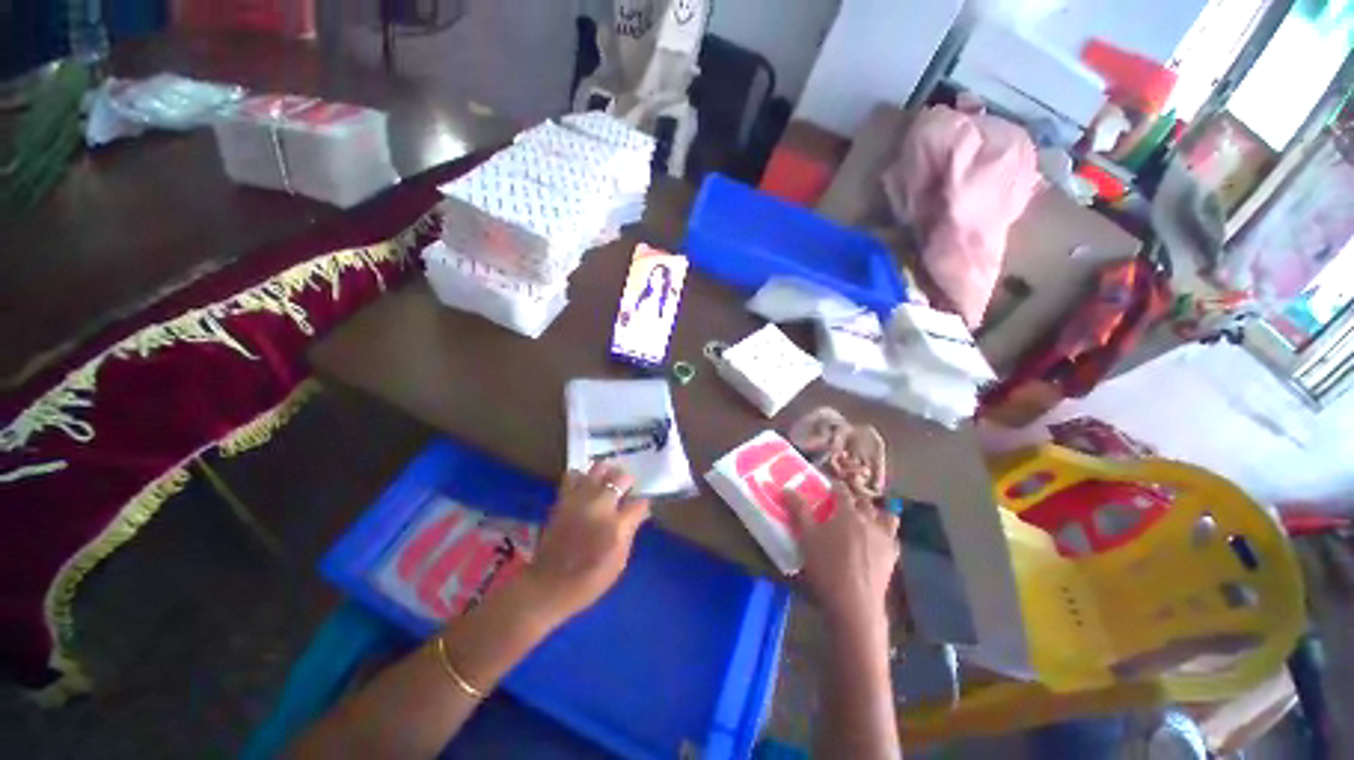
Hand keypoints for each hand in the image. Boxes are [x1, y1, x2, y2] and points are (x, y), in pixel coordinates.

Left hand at [520, 462, 649, 626]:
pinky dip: (583, 476)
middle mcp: (600, 506)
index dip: (643, 504)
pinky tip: (586, 485)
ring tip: (608, 480)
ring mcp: (580, 500)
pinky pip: (574, 476)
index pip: (639, 503)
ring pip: (598, 469)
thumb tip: (640, 512)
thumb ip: (630, 532)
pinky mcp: (563, 499)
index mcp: (617, 525)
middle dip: (627, 481)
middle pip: (620, 478)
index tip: (641, 508)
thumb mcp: (619, 562)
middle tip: (627, 489)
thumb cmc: (589, 580)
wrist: (548, 586)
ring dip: (607, 472)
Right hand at [786, 482, 899, 635]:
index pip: (842, 491)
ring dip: (875, 513)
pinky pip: (892, 537)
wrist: (854, 603)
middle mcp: (869, 520)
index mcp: (848, 513)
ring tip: (865, 519)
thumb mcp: (806, 537)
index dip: (835, 485)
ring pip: (885, 516)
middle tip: (842, 504)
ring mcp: (884, 538)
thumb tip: (787, 489)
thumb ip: (799, 510)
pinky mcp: (892, 556)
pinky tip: (877, 540)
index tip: (829, 485)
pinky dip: (885, 533)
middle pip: (864, 501)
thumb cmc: (826, 567)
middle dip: (854, 499)